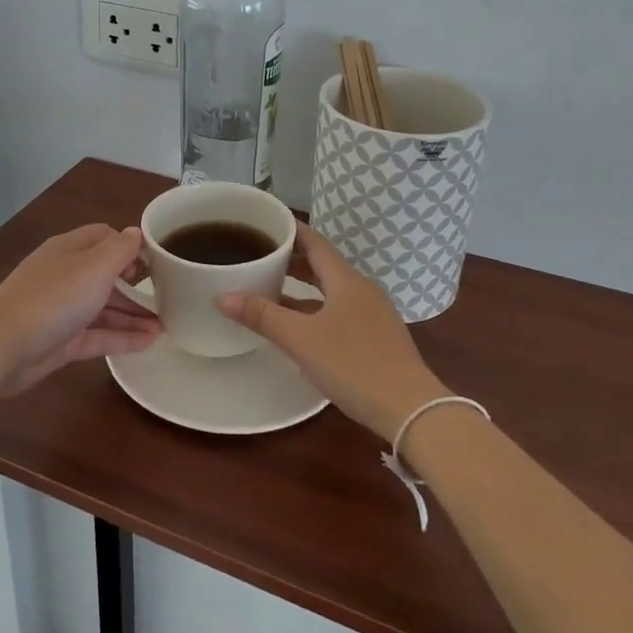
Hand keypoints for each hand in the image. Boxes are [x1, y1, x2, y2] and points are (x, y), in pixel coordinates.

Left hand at [0, 225, 160, 394]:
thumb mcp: (94, 267)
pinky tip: (149, 343)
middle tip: (168, 295)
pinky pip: (98, 335)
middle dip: (136, 284)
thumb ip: (120, 249)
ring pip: (104, 307)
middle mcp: (66, 275)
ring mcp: (62, 310)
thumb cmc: (52, 298)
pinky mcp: (61, 341)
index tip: (156, 261)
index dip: (130, 246)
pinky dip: (122, 337)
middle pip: (106, 274)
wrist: (0, 348)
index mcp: (70, 249)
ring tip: (166, 325)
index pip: (104, 237)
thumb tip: (135, 233)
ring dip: (133, 314)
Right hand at [216, 223, 448, 440]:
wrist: (410, 409)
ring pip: (332, 290)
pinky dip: (317, 308)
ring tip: (273, 289)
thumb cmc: (353, 365)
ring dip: (304, 287)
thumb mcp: (302, 340)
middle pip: (323, 266)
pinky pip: (340, 311)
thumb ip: (263, 316)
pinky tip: (301, 326)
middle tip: (261, 256)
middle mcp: (362, 290)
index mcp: (347, 281)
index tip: (267, 223)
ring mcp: (373, 315)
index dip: (292, 231)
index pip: (316, 243)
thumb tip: (222, 296)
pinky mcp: (377, 338)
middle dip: (293, 260)